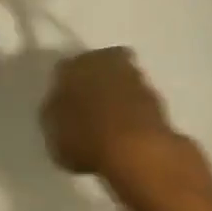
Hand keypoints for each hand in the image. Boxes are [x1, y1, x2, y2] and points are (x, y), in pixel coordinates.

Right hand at [41, 48, 206, 204]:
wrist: (137, 150)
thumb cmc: (85, 136)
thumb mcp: (53, 130)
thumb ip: (55, 113)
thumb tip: (59, 106)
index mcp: (74, 64)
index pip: (65, 69)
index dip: (65, 86)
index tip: (65, 104)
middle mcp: (105, 60)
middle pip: (97, 67)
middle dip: (94, 82)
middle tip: (88, 107)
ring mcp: (136, 76)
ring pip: (120, 80)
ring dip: (116, 94)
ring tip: (109, 122)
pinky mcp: (159, 97)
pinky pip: (137, 101)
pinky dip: (132, 111)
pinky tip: (127, 130)